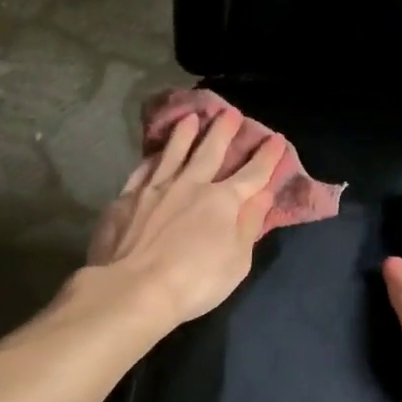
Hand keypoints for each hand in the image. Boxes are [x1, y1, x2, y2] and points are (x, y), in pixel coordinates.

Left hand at [84, 110, 287, 325]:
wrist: (133, 288)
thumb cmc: (195, 282)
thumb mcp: (237, 261)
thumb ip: (249, 224)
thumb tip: (262, 195)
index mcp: (223, 201)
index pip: (252, 174)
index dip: (266, 156)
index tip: (275, 138)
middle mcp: (190, 185)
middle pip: (210, 152)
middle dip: (224, 131)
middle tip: (230, 112)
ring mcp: (155, 188)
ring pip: (174, 152)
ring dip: (185, 134)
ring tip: (191, 118)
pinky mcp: (126, 198)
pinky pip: (143, 170)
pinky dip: (152, 158)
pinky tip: (154, 153)